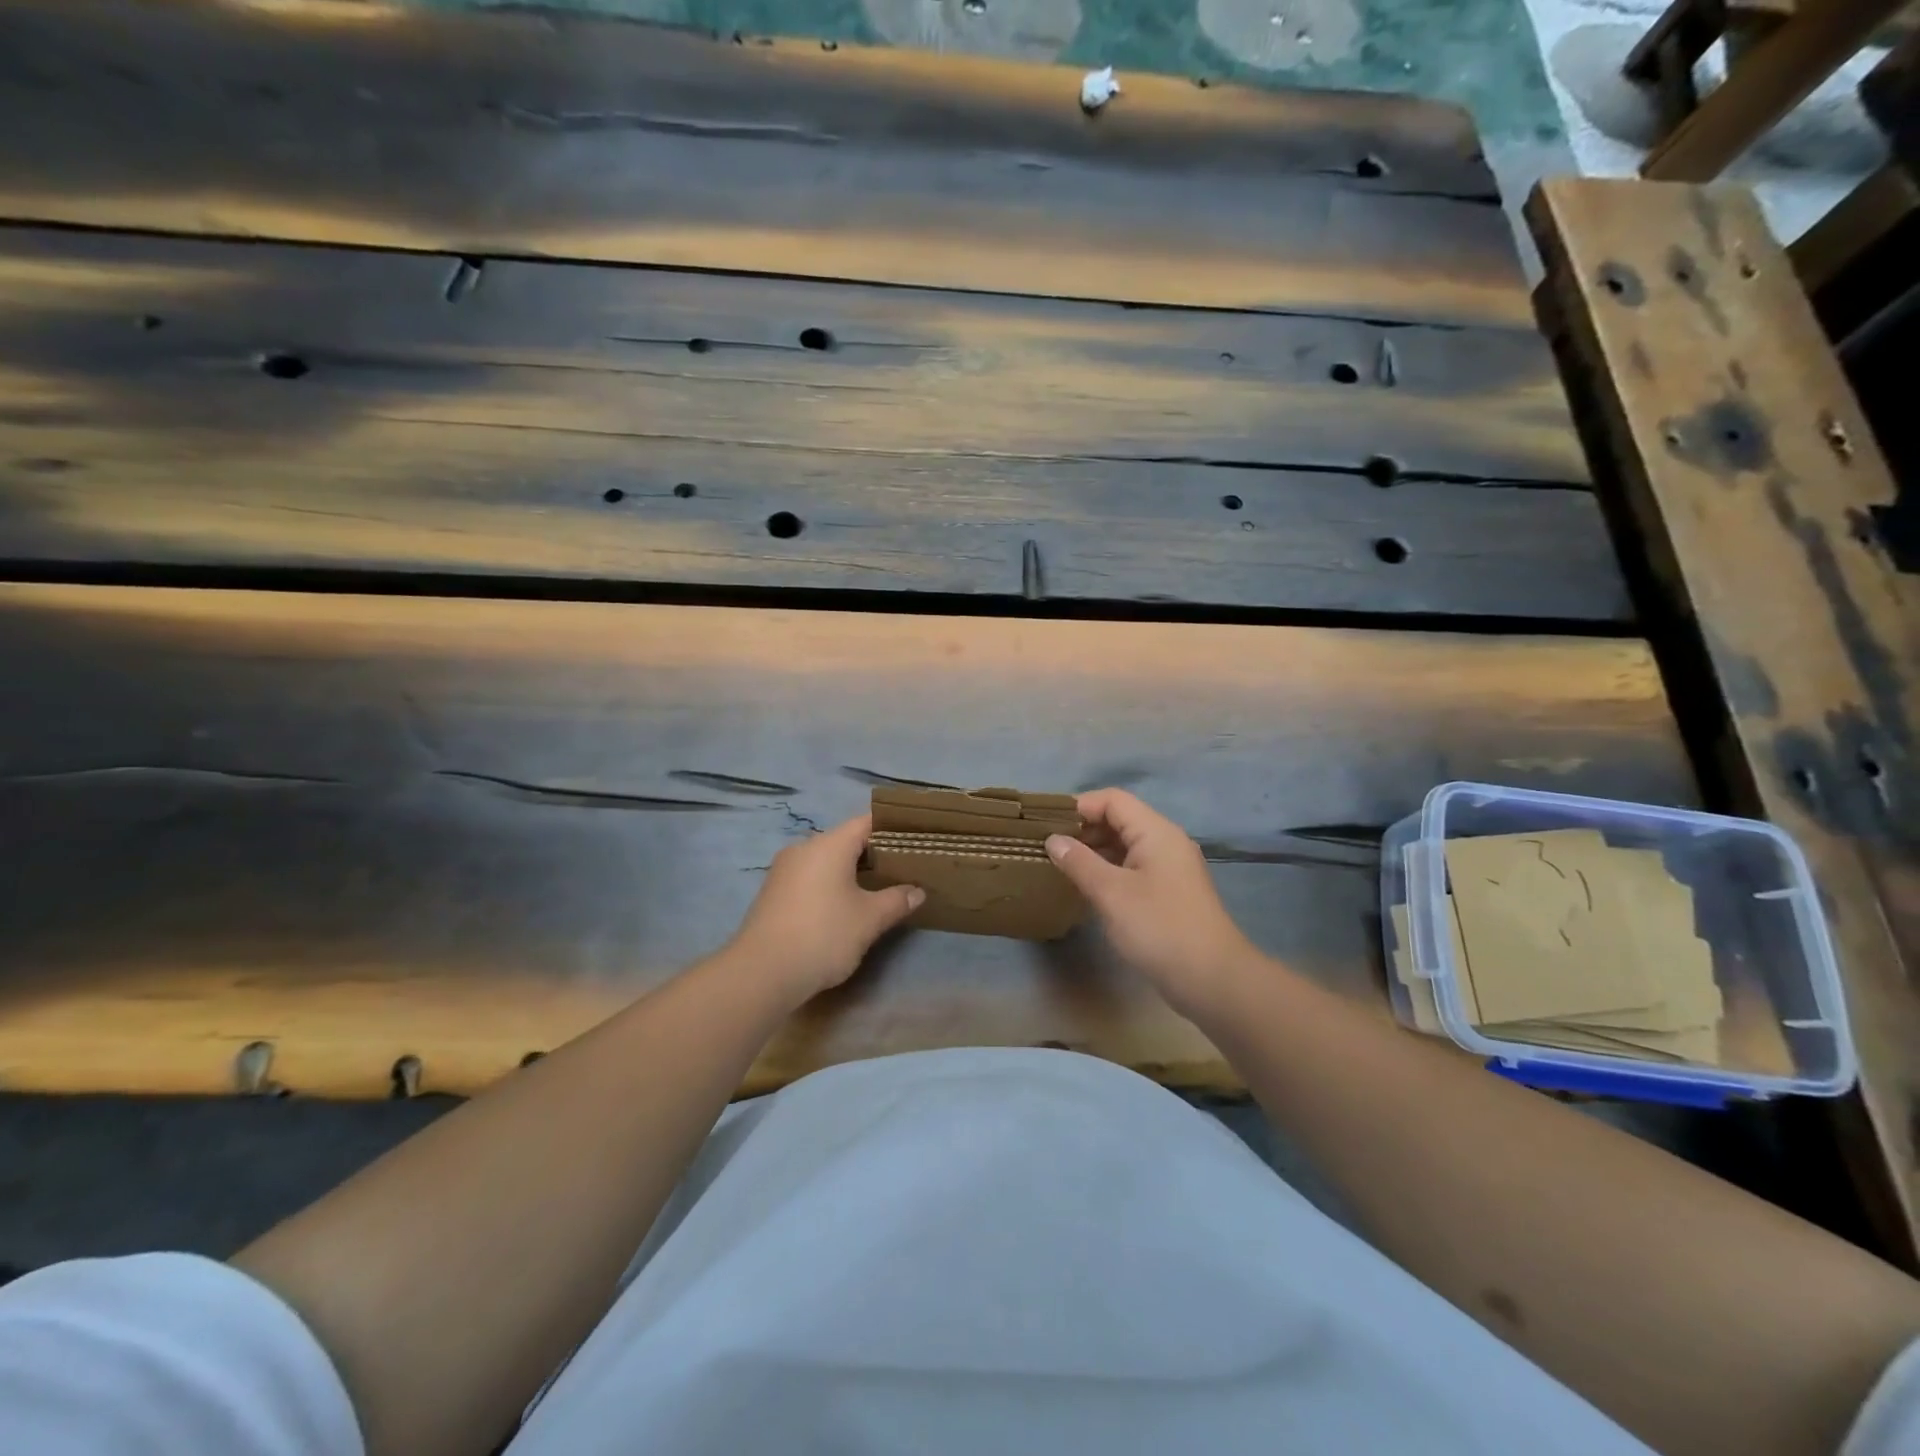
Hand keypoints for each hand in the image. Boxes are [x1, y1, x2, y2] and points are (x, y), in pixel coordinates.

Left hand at [726, 814, 924, 1003]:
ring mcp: (784, 870)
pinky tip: (844, 906)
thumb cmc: (823, 935)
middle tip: (903, 868)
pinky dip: (830, 884)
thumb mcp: (869, 919)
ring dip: (851, 871)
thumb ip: (896, 900)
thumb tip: (917, 891)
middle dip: (874, 853)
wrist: (761, 973)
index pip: (866, 822)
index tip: (914, 839)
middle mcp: (804, 848)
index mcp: (829, 844)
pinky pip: (810, 877)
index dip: (892, 828)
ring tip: (878, 888)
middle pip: (845, 840)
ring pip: (826, 860)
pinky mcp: (773, 893)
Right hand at [1046, 789, 1258, 1018]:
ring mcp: (1170, 869)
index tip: (1046, 823)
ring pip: (1126, 846)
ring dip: (1094, 851)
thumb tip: (1053, 840)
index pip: (1113, 800)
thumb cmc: (1159, 927)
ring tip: (1059, 865)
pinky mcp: (1169, 893)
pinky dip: (1108, 870)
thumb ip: (1079, 862)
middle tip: (1047, 846)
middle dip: (1083, 828)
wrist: (1212, 979)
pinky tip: (1086, 887)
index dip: (1079, 806)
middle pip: (1120, 819)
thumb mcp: (1111, 893)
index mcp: (1156, 832)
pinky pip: (1133, 868)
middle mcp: (1166, 842)